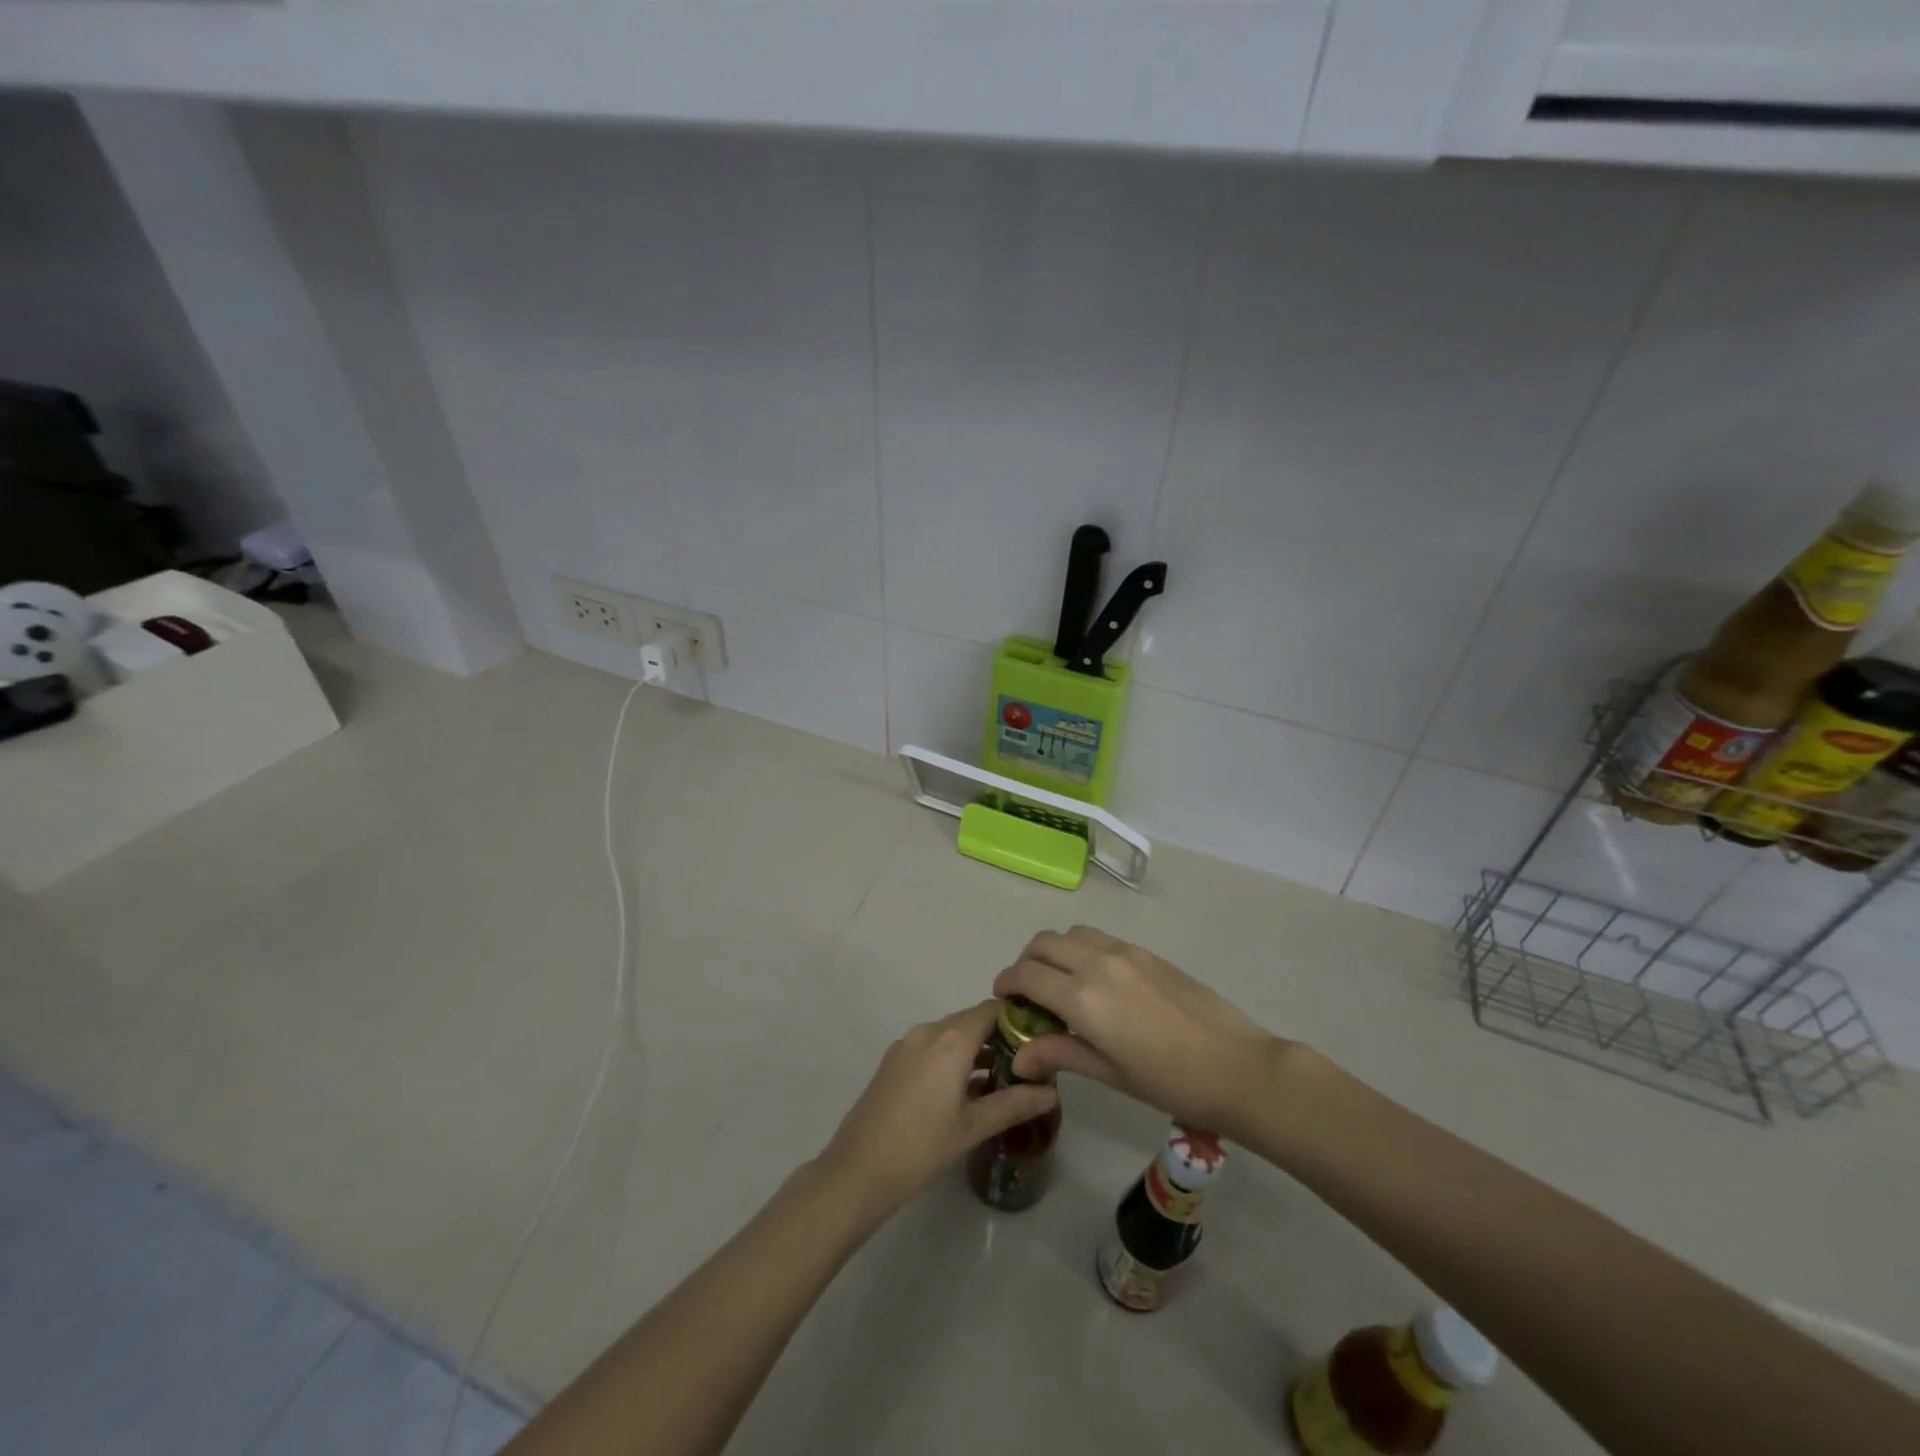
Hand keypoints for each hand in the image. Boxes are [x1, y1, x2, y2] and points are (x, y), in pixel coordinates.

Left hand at [817, 1000, 1057, 1220]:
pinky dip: (952, 1057)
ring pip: (951, 1034)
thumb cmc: (922, 1147)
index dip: (1017, 1018)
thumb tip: (1052, 1093)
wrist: (858, 1169)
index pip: (992, 1009)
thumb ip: (1014, 1104)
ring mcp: (907, 1043)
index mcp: (951, 1039)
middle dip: (999, 1037)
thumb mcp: (973, 1127)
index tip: (1038, 1038)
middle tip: (1026, 1063)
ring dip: (976, 1049)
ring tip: (1001, 1078)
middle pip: (972, 1020)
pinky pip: (932, 1046)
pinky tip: (966, 1089)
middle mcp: (929, 1030)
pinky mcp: (894, 1060)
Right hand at [994, 925, 1287, 1141]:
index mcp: (1082, 996)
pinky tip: (1096, 982)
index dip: (1007, 983)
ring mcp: (1124, 952)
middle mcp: (1097, 962)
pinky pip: (1100, 938)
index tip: (1003, 1000)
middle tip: (1028, 993)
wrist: (1237, 1066)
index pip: (1026, 974)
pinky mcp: (1146, 952)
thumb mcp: (1109, 1073)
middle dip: (1026, 963)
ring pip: (1072, 933)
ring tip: (1061, 983)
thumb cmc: (1169, 1081)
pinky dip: (1082, 949)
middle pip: (1043, 943)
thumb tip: (1019, 1056)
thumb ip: (1060, 1054)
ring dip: (1055, 951)